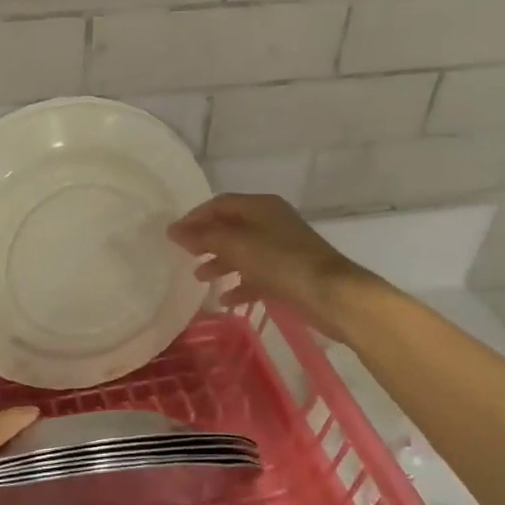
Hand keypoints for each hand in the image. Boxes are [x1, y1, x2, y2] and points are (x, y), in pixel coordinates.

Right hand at [168, 193, 383, 340]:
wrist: (331, 294)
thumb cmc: (281, 262)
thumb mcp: (237, 245)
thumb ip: (204, 237)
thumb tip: (173, 230)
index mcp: (261, 207)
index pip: (220, 204)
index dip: (195, 217)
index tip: (174, 236)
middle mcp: (271, 222)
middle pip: (231, 227)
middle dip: (206, 241)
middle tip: (185, 256)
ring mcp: (282, 248)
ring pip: (243, 251)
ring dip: (220, 263)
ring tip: (201, 278)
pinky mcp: (289, 273)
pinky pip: (257, 275)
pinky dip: (240, 284)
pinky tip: (227, 300)